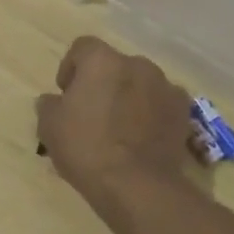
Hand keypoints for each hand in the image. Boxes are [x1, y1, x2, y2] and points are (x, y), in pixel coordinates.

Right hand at [36, 37, 195, 217]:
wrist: (137, 185)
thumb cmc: (87, 148)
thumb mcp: (50, 127)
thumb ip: (49, 105)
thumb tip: (53, 101)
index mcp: (102, 61)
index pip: (82, 47)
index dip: (71, 67)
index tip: (66, 94)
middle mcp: (137, 64)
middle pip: (114, 65)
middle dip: (103, 82)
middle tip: (92, 112)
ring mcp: (165, 86)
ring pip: (140, 83)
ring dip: (129, 96)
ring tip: (120, 127)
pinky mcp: (184, 112)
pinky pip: (161, 103)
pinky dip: (152, 113)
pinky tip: (143, 137)